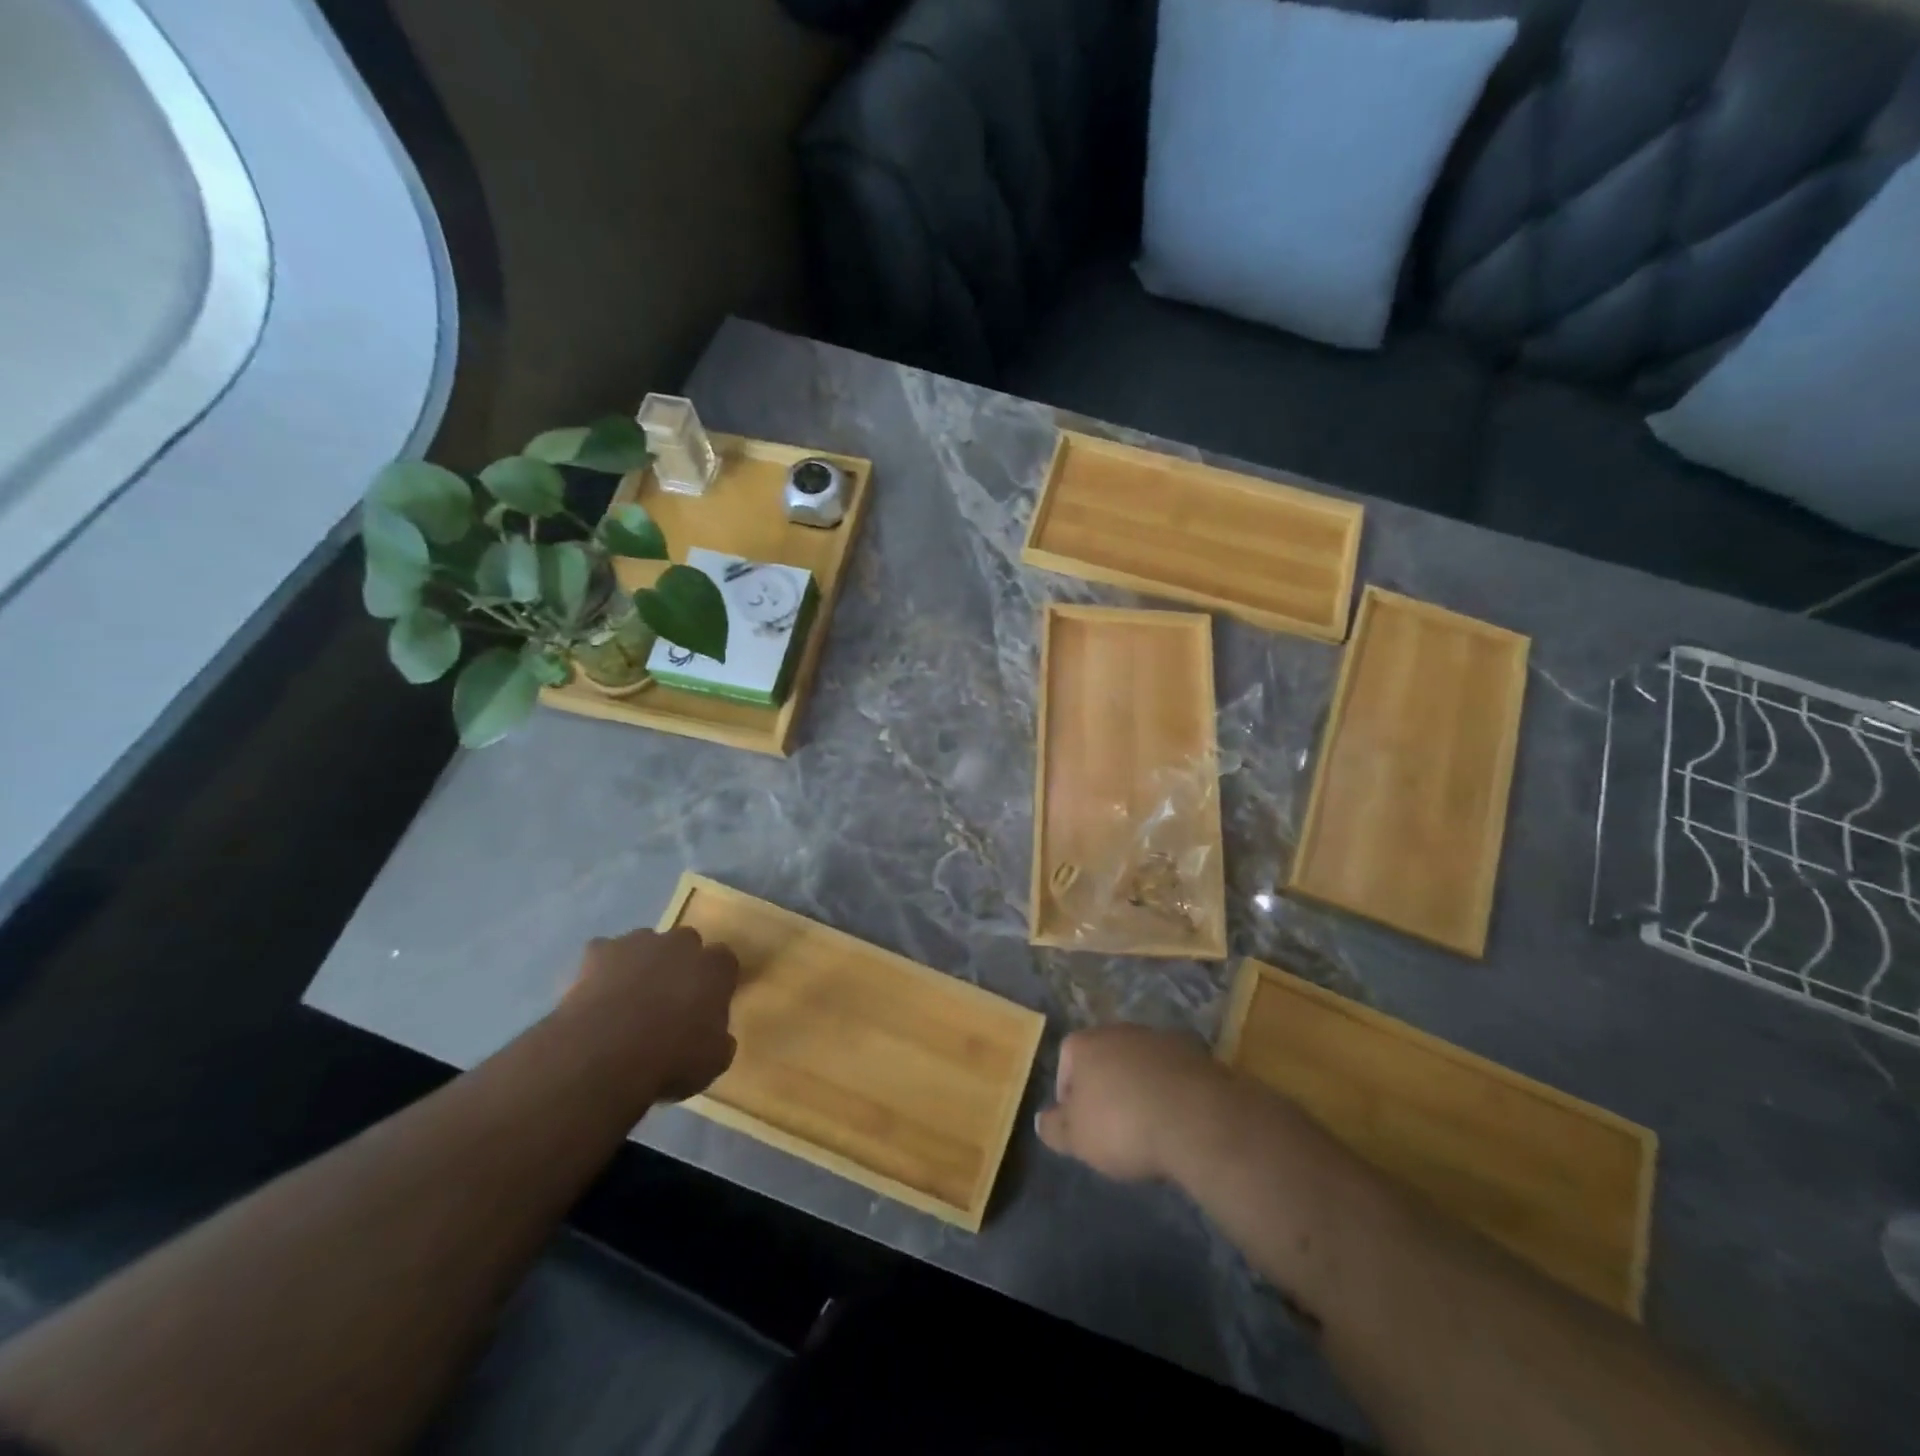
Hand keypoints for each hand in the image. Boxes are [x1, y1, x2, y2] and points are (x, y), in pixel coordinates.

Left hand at [561, 926, 739, 1103]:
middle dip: (679, 965)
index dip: (715, 981)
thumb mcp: (713, 1062)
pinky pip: (604, 953)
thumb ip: (719, 1040)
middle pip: (686, 944)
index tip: (707, 1004)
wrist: (606, 1054)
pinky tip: (597, 997)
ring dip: (642, 964)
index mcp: (715, 967)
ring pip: (645, 945)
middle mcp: (682, 944)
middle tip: (669, 1000)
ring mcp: (638, 942)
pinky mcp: (600, 951)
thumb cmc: (671, 1059)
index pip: (724, 961)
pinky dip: (602, 970)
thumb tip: (717, 1038)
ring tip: (629, 1001)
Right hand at [1035, 1025, 1227, 1182]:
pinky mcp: (1195, 1052)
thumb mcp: (1078, 1139)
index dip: (1069, 1092)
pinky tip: (1175, 1118)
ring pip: (1139, 1061)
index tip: (1079, 1123)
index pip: (1066, 1060)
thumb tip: (1041, 1120)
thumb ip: (1054, 1128)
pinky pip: (1171, 1071)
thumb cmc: (1123, 1126)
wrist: (1194, 1118)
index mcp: (1085, 1044)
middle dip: (1106, 1085)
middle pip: (1104, 1056)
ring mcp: (1158, 1037)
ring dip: (1139, 1084)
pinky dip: (1169, 1089)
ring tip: (1147, 1123)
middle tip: (1112, 1123)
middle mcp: (1119, 1030)